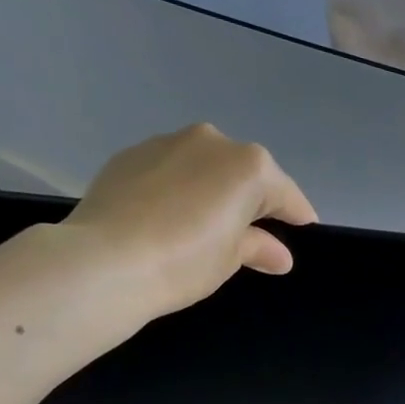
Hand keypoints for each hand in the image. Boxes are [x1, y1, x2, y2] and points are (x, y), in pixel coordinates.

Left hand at [61, 122, 318, 319]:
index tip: (301, 238)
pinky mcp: (130, 155)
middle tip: (248, 236)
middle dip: (251, 201)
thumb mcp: (231, 258)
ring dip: (212, 190)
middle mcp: (212, 141)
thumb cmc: (185, 260)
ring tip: (203, 227)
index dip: (296, 219)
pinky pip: (171, 170)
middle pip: (246, 174)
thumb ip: (259, 247)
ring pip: (205, 166)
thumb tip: (277, 254)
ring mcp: (167, 142)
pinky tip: (169, 218)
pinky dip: (179, 188)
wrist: (104, 261)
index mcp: (249, 166)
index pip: (286, 196)